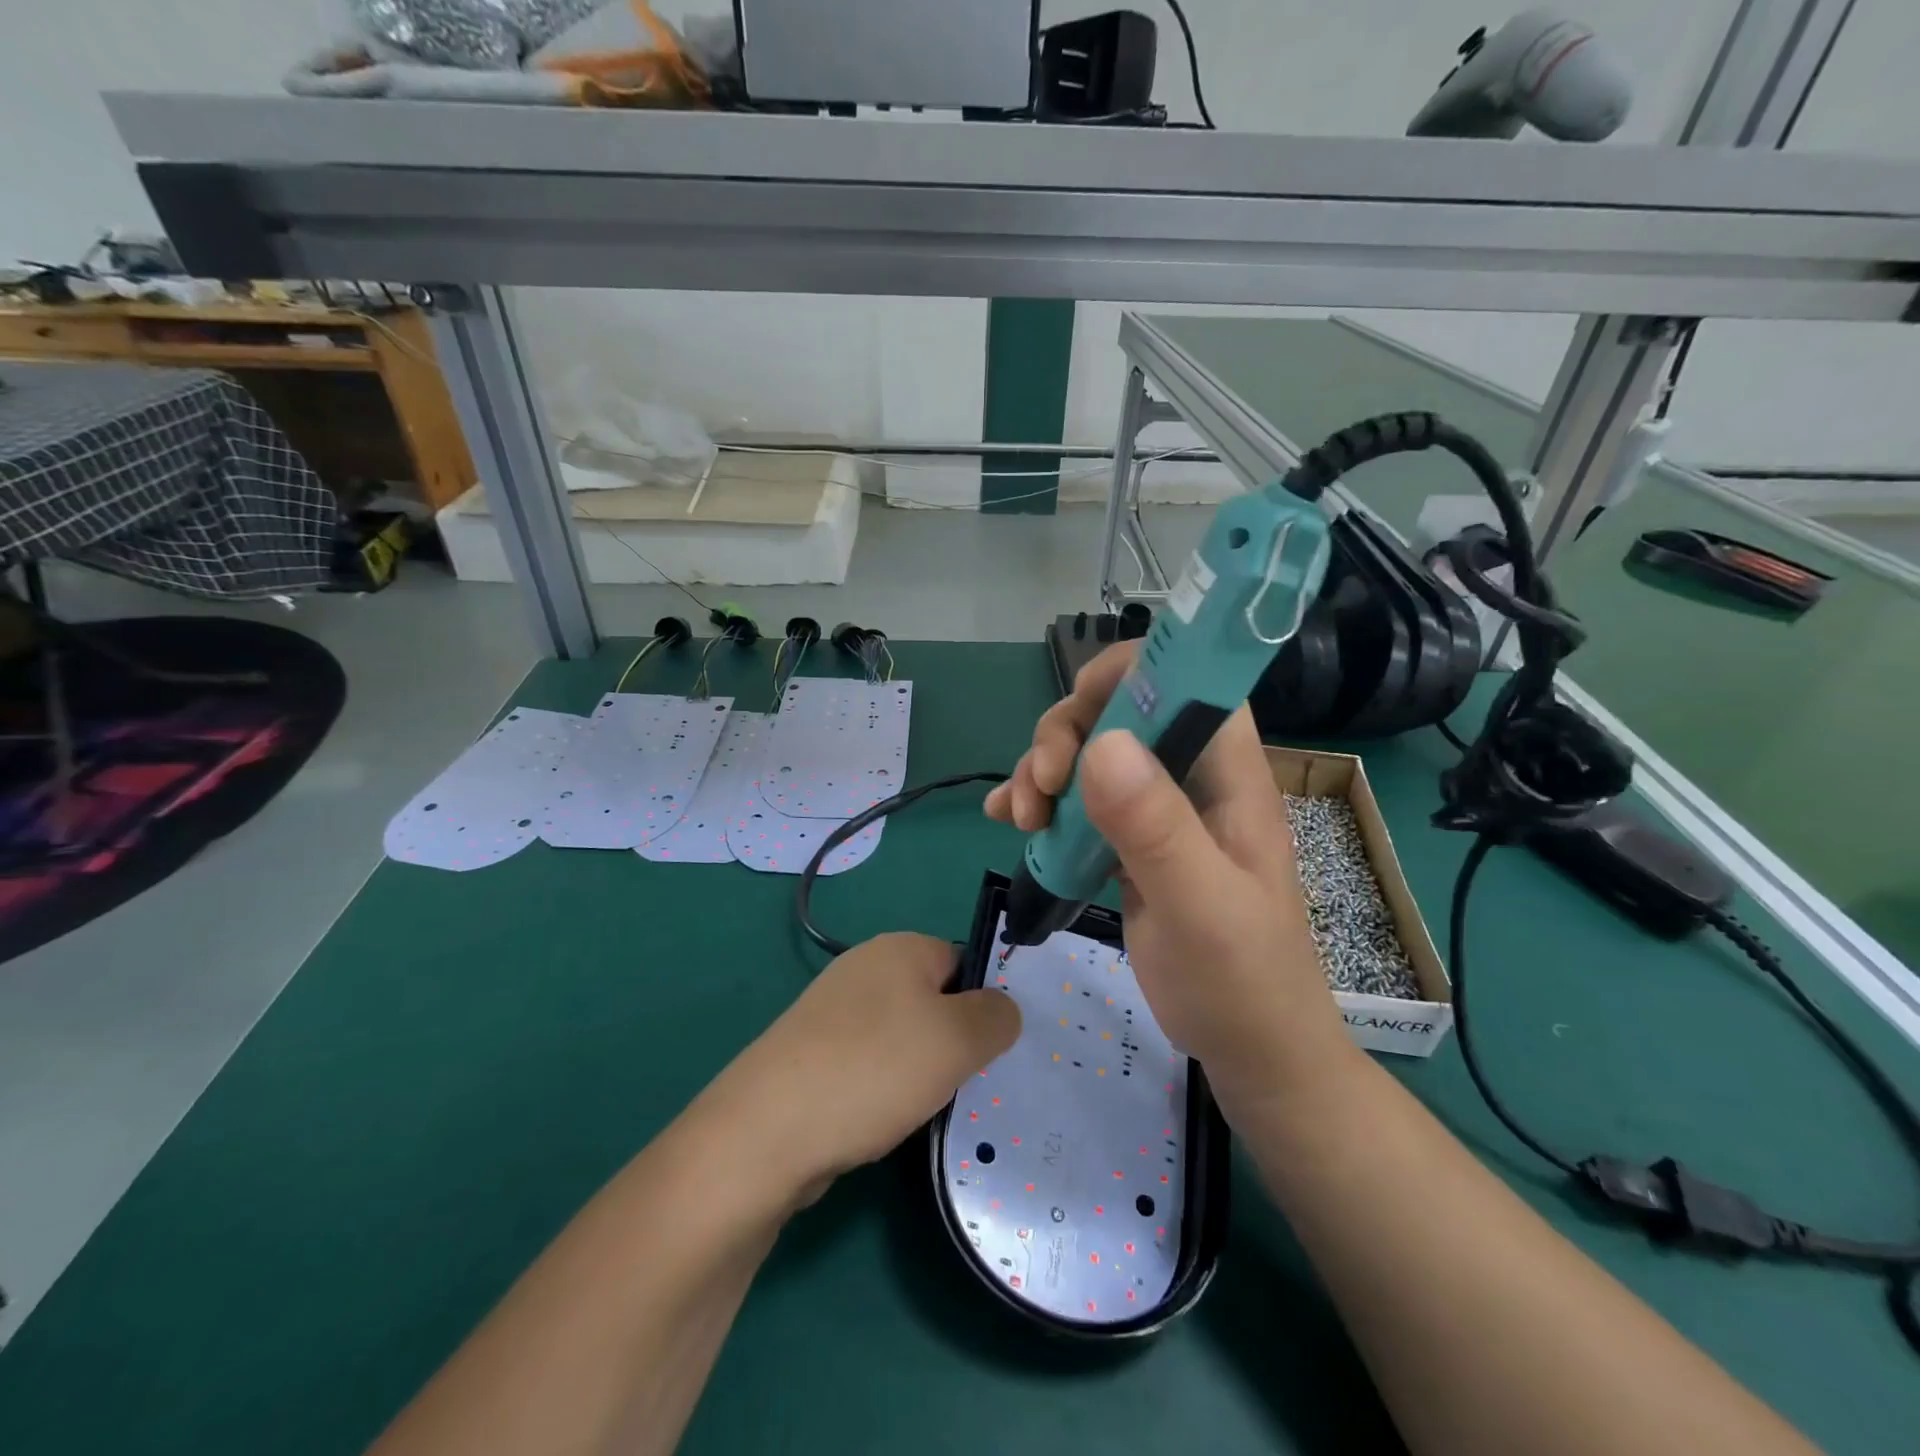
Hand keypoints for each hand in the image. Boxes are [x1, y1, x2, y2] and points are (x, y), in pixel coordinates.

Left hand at [700, 933, 1020, 1205]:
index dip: (984, 1003)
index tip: (995, 1050)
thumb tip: (1003, 1009)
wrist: (767, 1132)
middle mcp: (864, 969)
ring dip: (921, 1072)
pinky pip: (870, 1065)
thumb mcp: (957, 1039)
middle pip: (933, 1000)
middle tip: (968, 1083)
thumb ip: (995, 1017)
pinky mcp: (813, 1055)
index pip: (963, 962)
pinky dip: (885, 1091)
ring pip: (902, 1037)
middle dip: (954, 1042)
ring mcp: (833, 1014)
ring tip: (928, 1108)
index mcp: (900, 948)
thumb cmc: (874, 1069)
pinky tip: (887, 1122)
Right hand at [985, 642, 1352, 1101]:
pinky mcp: (1129, 842)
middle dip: (1067, 734)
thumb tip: (1103, 741)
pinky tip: (1008, 823)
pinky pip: (1077, 802)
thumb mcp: (1200, 908)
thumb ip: (1156, 828)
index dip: (1134, 671)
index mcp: (1227, 776)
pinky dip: (1039, 804)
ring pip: (1090, 755)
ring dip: (1044, 772)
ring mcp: (1157, 811)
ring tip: (1020, 819)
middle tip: (1039, 789)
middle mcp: (1191, 780)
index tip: (1079, 706)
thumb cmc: (1240, 983)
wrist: (1250, 1050)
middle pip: (1121, 712)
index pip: (1188, 681)